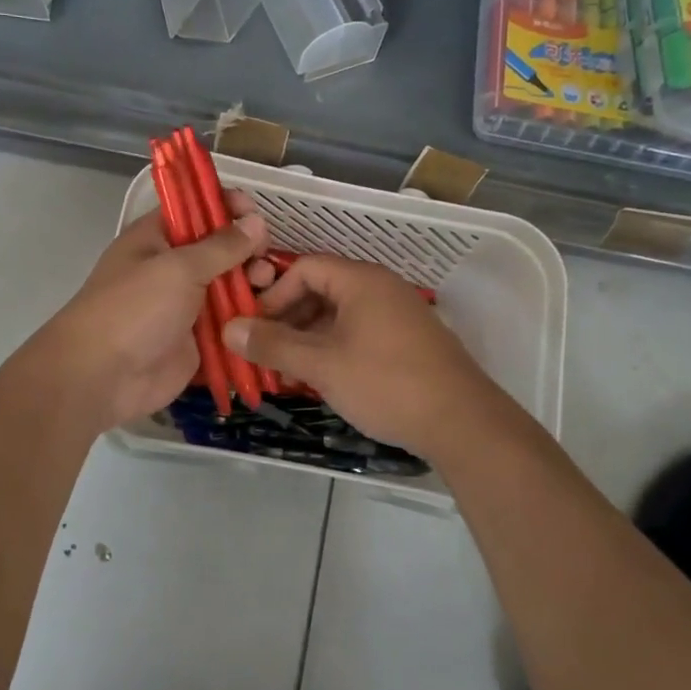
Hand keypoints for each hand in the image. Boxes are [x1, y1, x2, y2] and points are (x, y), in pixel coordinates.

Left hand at [41, 198, 267, 433]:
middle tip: (264, 259)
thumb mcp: (179, 268)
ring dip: (252, 285)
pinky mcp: (199, 340)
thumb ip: (221, 246)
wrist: (102, 377)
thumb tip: (255, 221)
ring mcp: (186, 306)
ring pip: (229, 288)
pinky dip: (250, 319)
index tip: (255, 211)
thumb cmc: (134, 309)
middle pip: (219, 250)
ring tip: (267, 286)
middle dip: (246, 250)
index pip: (195, 210)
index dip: (224, 206)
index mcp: (157, 239)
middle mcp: (173, 268)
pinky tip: (272, 315)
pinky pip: (231, 324)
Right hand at [222, 255, 499, 458]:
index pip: (304, 268)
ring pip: (339, 316)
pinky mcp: (408, 341)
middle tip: (265, 355)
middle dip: (288, 321)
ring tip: (289, 374)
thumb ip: (274, 345)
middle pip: (321, 290)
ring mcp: (398, 315)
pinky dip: (334, 350)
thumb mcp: (322, 365)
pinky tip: (323, 381)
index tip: (254, 328)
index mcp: (361, 280)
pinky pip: (360, 334)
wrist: (461, 422)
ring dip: (309, 340)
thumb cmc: (386, 383)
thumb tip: (228, 328)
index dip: (273, 294)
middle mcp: (380, 288)